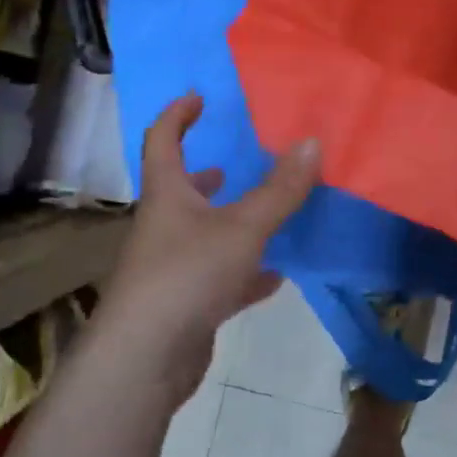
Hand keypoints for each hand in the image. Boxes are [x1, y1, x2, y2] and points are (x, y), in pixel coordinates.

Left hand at [97, 95, 318, 403]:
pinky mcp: (186, 305)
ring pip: (204, 235)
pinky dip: (247, 273)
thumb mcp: (242, 227)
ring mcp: (173, 269)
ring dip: (230, 221)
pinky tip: (275, 276)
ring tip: (264, 212)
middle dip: (205, 173)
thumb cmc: (187, 276)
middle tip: (234, 160)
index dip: (178, 116)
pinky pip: (221, 279)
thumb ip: (280, 189)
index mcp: (168, 197)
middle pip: (181, 191)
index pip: (164, 142)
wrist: (145, 359)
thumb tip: (311, 142)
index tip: (199, 97)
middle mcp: (164, 228)